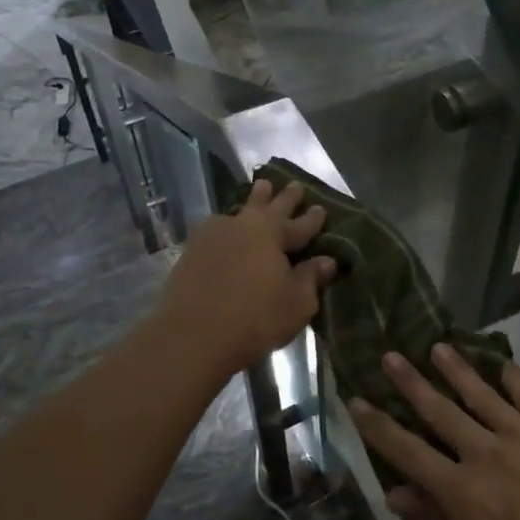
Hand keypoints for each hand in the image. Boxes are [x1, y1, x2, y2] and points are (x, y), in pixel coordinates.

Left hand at [154, 180, 336, 382]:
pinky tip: (225, 225)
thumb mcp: (296, 303)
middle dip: (284, 197)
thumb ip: (311, 278)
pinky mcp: (192, 250)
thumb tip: (326, 261)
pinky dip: (227, 223)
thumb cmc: (255, 318)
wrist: (193, 334)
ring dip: (254, 200)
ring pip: (240, 210)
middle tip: (293, 184)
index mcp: (273, 233)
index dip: (313, 218)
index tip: (321, 208)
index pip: (300, 224)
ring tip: (260, 189)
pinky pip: (216, 228)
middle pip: (269, 206)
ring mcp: (214, 235)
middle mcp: (244, 225)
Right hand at [351, 346, 519, 519]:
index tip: (356, 399)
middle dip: (410, 383)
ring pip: (481, 394)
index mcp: (463, 495)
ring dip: (456, 369)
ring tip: (437, 347)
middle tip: (389, 355)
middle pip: (440, 411)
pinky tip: (500, 363)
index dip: (378, 426)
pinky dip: (512, 378)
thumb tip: (397, 494)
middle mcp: (489, 455)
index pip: (407, 452)